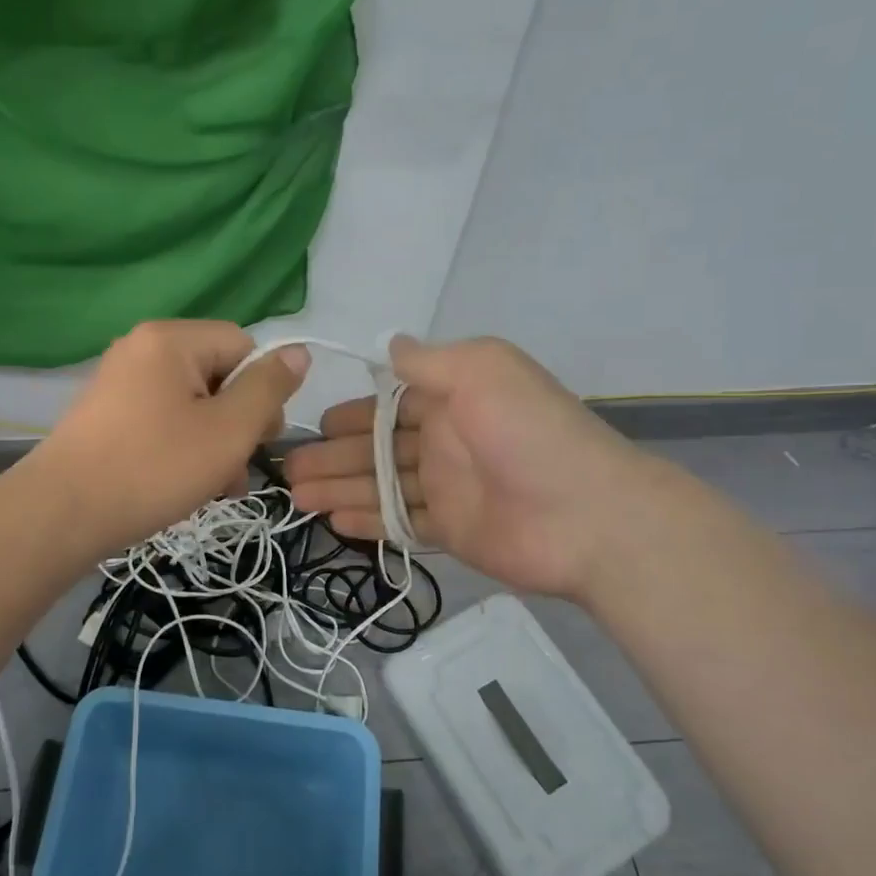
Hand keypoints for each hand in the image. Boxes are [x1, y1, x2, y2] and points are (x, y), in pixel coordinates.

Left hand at [30, 320, 308, 555]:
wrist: (61, 514)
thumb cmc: (153, 468)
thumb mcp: (228, 430)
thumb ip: (269, 388)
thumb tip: (298, 352)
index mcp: (171, 339)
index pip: (244, 346)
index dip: (261, 392)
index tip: (258, 439)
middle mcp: (142, 348)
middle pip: (218, 375)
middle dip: (237, 424)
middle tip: (235, 470)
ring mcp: (120, 381)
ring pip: (193, 404)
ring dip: (214, 443)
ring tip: (215, 489)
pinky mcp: (107, 414)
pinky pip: (163, 419)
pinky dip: (182, 447)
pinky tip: (185, 487)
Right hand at [284, 335, 656, 601]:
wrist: (587, 516)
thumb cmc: (528, 433)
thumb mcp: (481, 371)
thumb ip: (428, 361)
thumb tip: (389, 344)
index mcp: (452, 398)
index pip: (390, 403)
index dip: (352, 413)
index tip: (314, 423)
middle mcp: (445, 440)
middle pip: (376, 447)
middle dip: (332, 456)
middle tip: (288, 470)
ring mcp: (448, 488)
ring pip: (380, 486)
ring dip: (339, 489)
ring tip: (296, 498)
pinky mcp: (451, 531)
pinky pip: (400, 523)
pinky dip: (368, 522)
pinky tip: (333, 522)